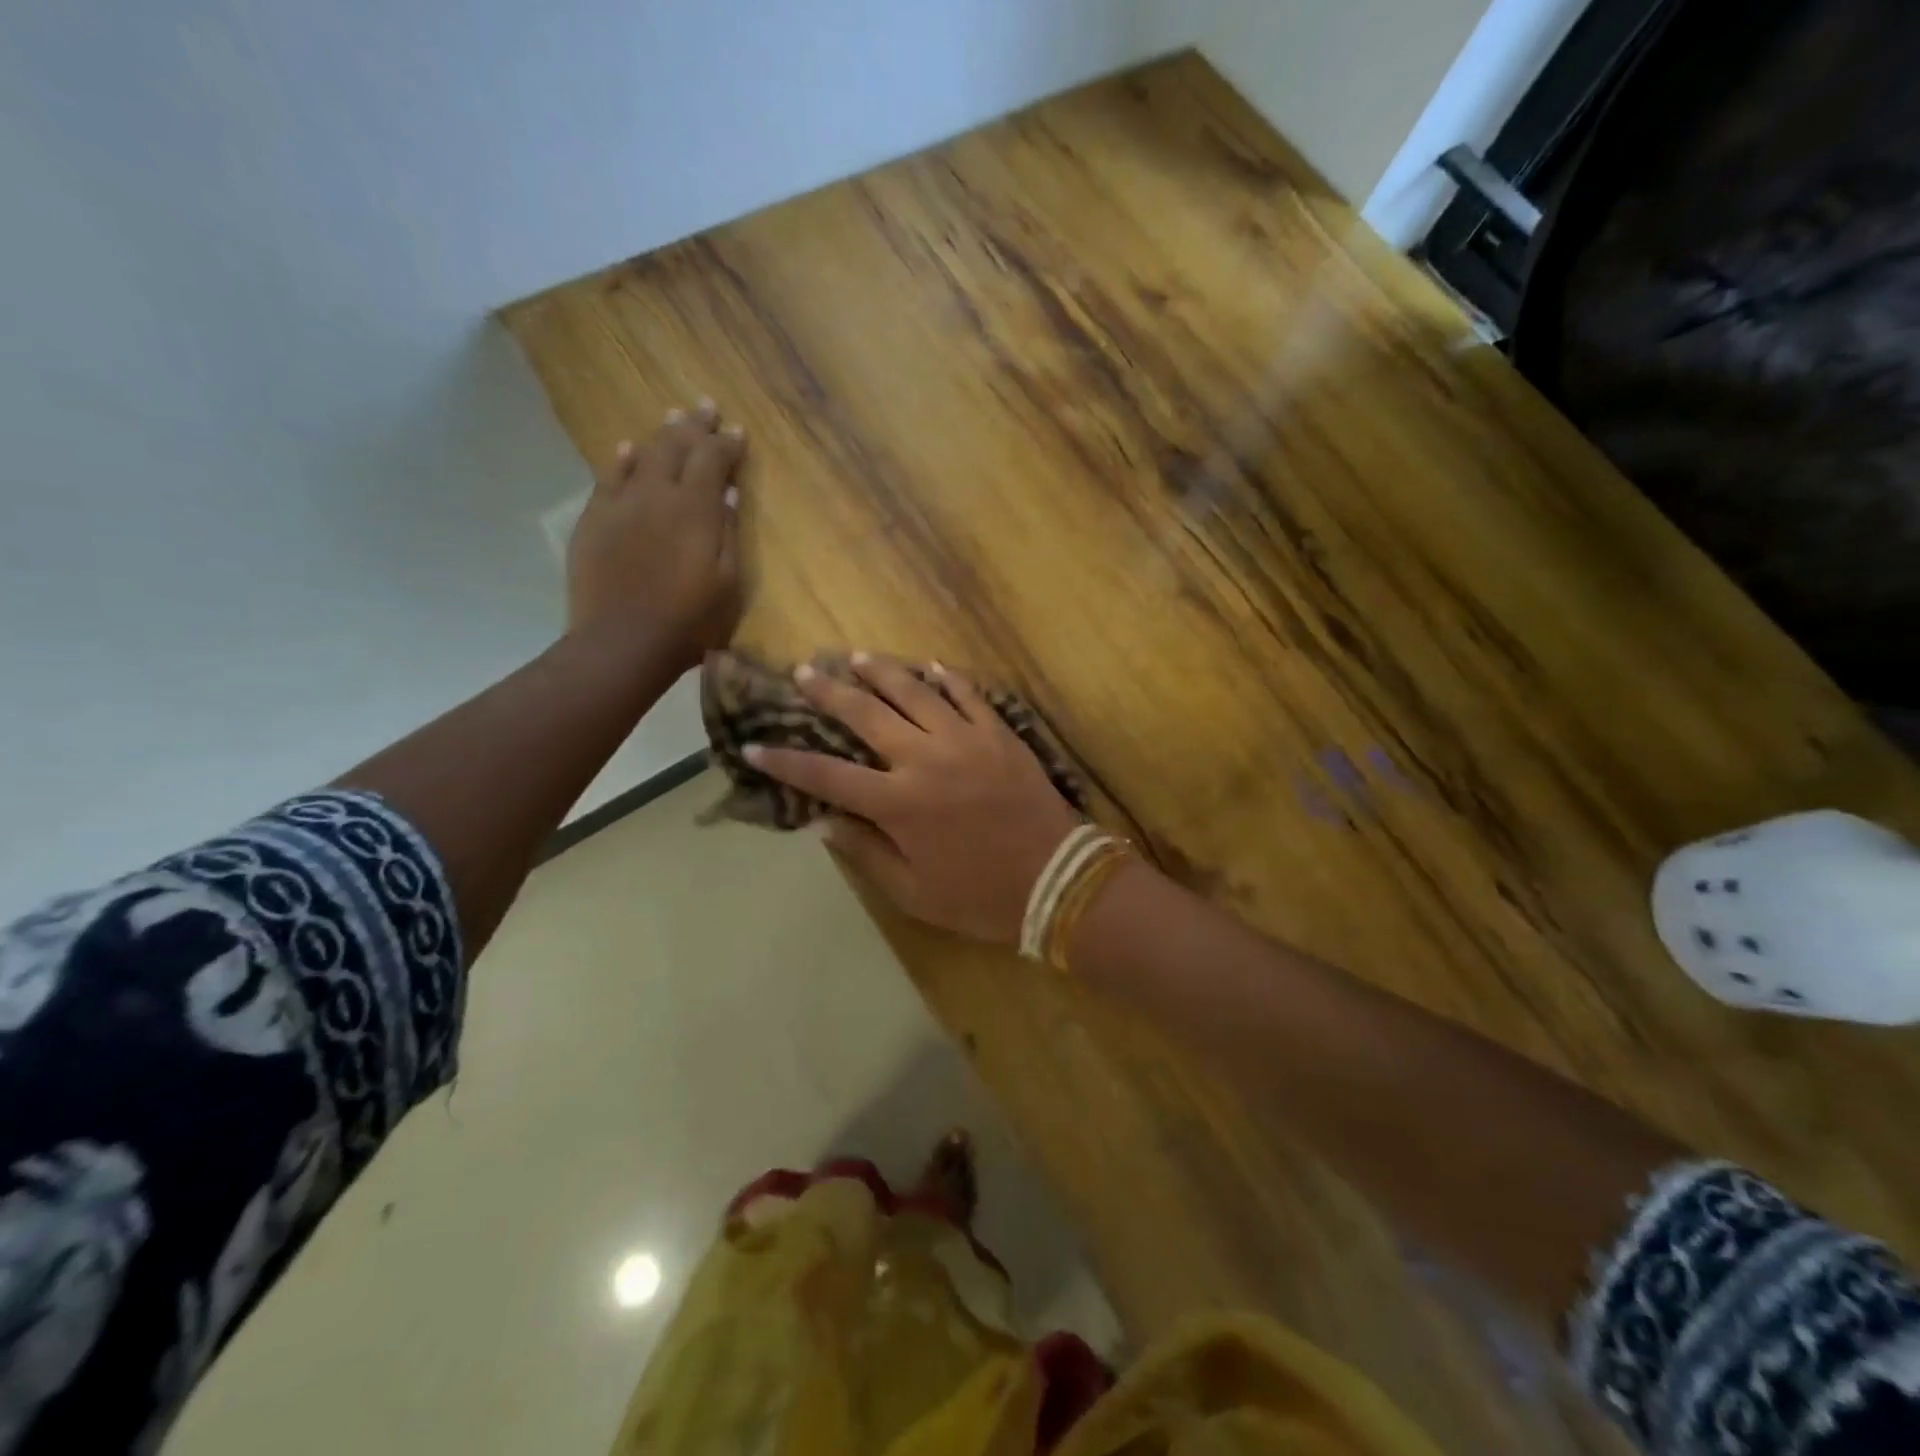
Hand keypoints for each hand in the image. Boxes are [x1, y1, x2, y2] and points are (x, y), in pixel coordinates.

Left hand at [567, 400, 745, 670]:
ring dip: (662, 435)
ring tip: (674, 418)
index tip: (738, 432)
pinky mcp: (595, 520)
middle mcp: (658, 495)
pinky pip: (609, 477)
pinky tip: (629, 449)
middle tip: (706, 407)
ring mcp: (621, 504)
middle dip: (695, 425)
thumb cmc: (691, 621)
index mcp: (696, 509)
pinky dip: (623, 459)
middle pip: (677, 446)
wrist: (624, 642)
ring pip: (643, 455)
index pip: (713, 459)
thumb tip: (727, 495)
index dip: (727, 443)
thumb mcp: (728, 583)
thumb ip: (728, 533)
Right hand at [745, 656, 1084, 944]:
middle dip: (829, 692)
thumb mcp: (913, 892)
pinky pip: (969, 694)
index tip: (755, 745)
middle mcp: (924, 760)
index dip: (785, 761)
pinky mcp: (999, 733)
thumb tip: (824, 822)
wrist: (1056, 879)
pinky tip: (932, 666)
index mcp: (898, 804)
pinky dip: (948, 678)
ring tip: (858, 657)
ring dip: (883, 672)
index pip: (826, 775)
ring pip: (915, 692)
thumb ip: (866, 853)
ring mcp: (965, 739)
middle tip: (805, 672)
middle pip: (866, 715)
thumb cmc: (980, 896)